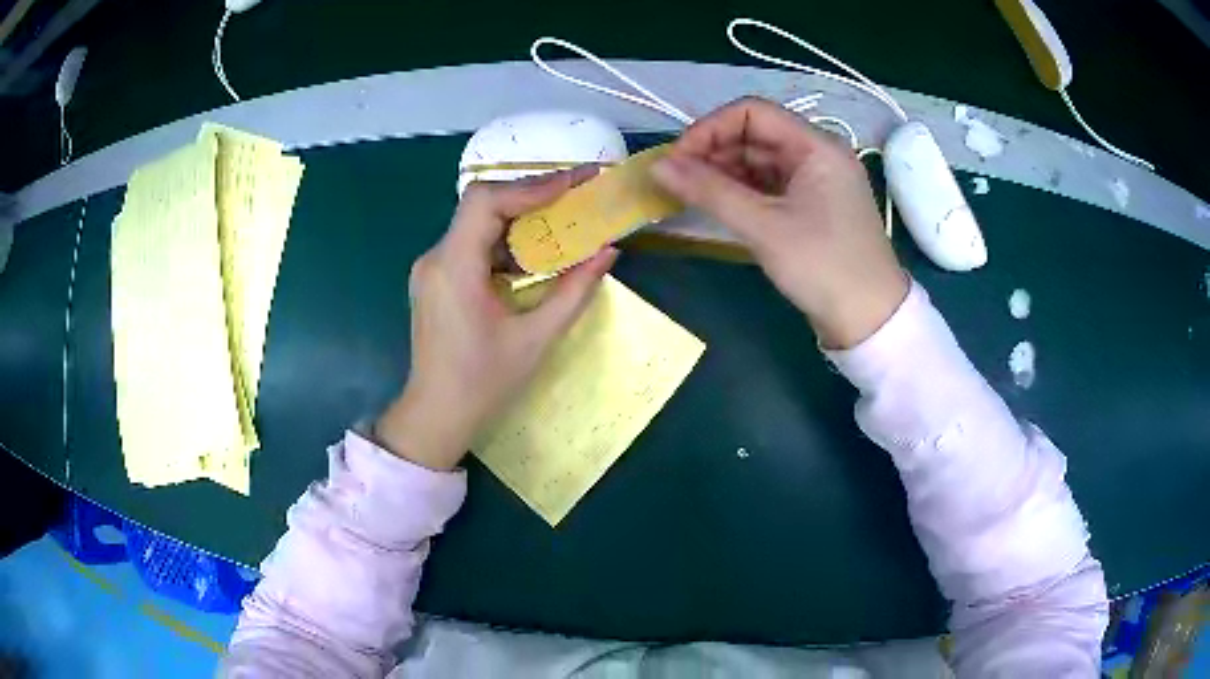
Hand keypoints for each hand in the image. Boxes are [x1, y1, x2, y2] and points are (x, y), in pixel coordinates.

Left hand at [375, 168, 616, 469]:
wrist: (436, 415)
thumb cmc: (483, 384)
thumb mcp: (536, 339)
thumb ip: (574, 291)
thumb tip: (609, 251)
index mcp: (454, 268)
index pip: (486, 202)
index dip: (531, 185)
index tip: (574, 182)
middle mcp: (436, 257)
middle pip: (483, 205)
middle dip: (532, 195)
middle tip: (577, 193)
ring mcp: (432, 267)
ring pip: (478, 223)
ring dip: (521, 217)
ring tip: (563, 219)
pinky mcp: (437, 278)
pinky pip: (473, 244)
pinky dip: (507, 241)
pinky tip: (534, 254)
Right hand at [651, 97, 907, 348]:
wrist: (871, 320)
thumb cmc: (823, 266)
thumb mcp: (763, 227)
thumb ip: (709, 191)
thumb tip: (657, 166)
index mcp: (816, 145)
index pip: (751, 112)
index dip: (709, 129)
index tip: (677, 160)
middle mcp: (818, 153)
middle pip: (755, 134)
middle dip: (713, 152)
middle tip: (678, 182)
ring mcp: (817, 180)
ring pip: (760, 160)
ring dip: (724, 173)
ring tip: (692, 195)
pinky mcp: (813, 205)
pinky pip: (770, 185)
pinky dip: (742, 191)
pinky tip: (719, 205)